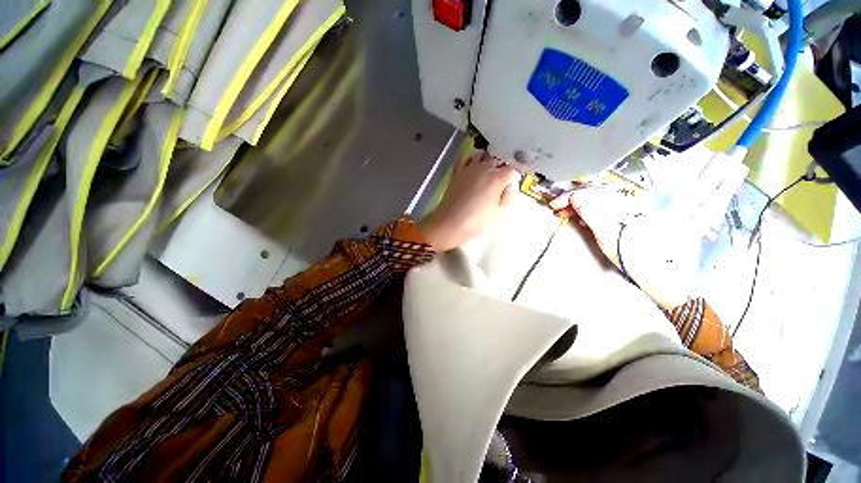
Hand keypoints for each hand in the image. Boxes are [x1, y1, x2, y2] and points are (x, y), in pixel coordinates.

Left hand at [420, 151, 518, 251]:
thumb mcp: (499, 213)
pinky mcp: (457, 172)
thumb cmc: (476, 221)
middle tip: (499, 181)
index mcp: (497, 178)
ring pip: (481, 155)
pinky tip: (472, 167)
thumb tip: (508, 188)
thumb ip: (507, 197)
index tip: (509, 186)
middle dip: (500, 168)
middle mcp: (484, 168)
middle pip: (497, 160)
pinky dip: (470, 160)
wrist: (451, 222)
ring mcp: (469, 168)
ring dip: (486, 161)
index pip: (511, 170)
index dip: (512, 178)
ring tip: (487, 172)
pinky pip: (465, 158)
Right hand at [550, 186, 696, 309]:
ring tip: (565, 213)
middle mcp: (624, 202)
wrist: (659, 272)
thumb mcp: (608, 234)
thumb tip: (574, 197)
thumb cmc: (634, 255)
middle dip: (572, 199)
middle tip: (557, 209)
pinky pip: (601, 209)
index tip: (555, 206)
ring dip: (577, 205)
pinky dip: (587, 211)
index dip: (570, 196)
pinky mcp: (623, 219)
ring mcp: (624, 211)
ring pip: (596, 200)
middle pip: (593, 193)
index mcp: (622, 203)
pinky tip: (581, 218)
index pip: (591, 191)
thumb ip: (592, 213)